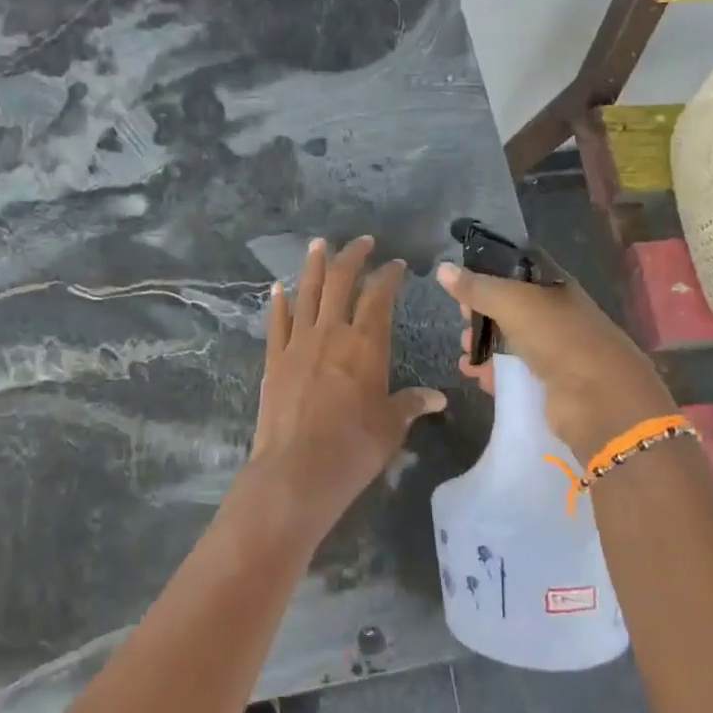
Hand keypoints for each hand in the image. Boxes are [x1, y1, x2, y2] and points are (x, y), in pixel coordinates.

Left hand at [249, 237, 445, 534]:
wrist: (296, 470)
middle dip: (352, 257)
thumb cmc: (354, 448)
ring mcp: (298, 343)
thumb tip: (438, 399)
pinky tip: (279, 287)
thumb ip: (411, 405)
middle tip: (362, 242)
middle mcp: (331, 333)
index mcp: (365, 344)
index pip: (379, 297)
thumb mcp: (391, 426)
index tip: (396, 265)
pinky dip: (279, 302)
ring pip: (307, 292)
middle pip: (341, 282)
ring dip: (314, 266)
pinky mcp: (274, 359)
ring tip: (318, 244)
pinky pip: (277, 322)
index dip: (389, 276)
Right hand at [435, 255, 676, 458]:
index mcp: (556, 287)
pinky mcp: (548, 384)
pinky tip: (472, 373)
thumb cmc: (560, 338)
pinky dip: (491, 371)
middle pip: (511, 306)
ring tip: (462, 350)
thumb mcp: (513, 303)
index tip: (461, 277)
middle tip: (460, 317)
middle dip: (481, 310)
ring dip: (483, 343)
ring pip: (510, 340)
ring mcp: (554, 351)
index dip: (490, 269)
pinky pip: (513, 372)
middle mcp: (557, 315)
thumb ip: (477, 288)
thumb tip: (442, 269)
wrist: (600, 401)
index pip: (519, 268)